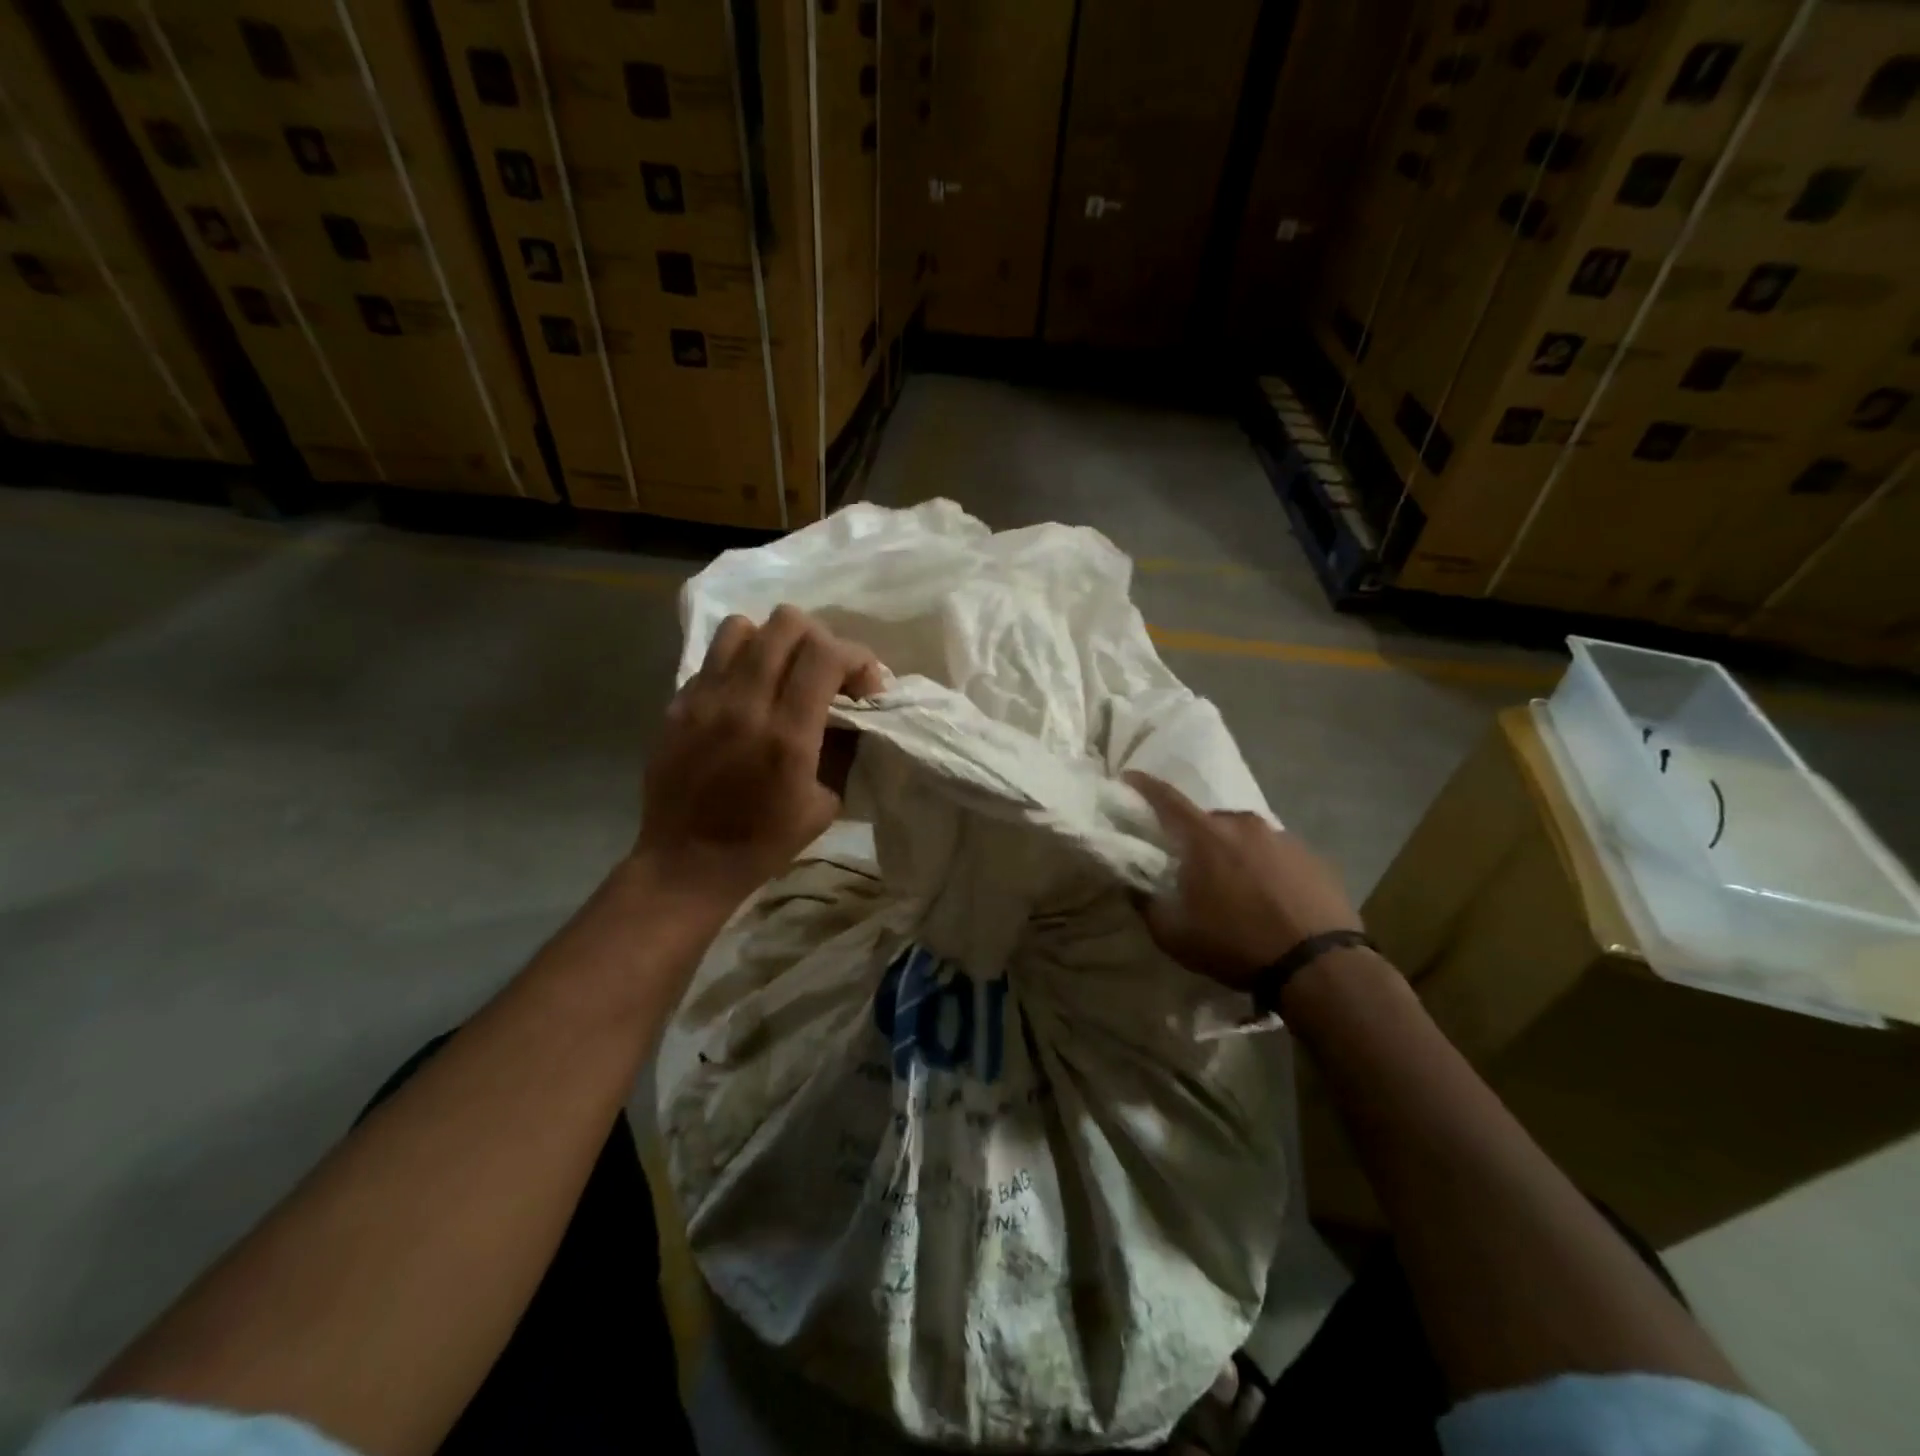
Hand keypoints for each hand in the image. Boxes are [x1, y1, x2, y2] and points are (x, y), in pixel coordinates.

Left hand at [636, 605, 883, 913]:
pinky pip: (714, 658)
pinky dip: (740, 664)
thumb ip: (842, 748)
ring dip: (774, 643)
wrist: (686, 863)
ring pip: (744, 627)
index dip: (858, 658)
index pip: (827, 653)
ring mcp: (704, 699)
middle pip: (787, 624)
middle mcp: (744, 704)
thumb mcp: (825, 803)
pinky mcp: (677, 704)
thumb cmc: (764, 842)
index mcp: (787, 734)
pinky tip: (745, 696)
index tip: (865, 686)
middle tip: (826, 673)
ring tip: (782, 674)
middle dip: (821, 640)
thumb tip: (854, 713)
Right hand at [1127, 772, 1362, 991]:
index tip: (1129, 778)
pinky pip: (1275, 852)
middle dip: (1193, 836)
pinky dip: (1264, 866)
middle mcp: (1243, 824)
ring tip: (1234, 885)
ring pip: (1244, 835)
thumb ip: (1146, 906)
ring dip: (1232, 852)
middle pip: (1207, 820)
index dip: (1144, 786)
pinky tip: (1269, 896)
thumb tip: (1132, 886)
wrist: (1320, 966)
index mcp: (1205, 836)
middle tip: (1188, 864)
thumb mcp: (1175, 936)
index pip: (1166, 799)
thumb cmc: (1236, 945)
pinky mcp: (1312, 856)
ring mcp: (1282, 837)